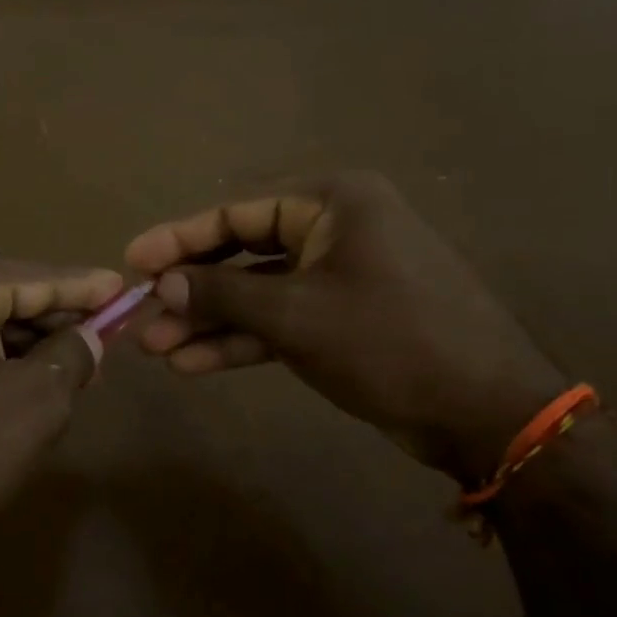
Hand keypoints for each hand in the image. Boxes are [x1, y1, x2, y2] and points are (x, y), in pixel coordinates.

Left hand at [0, 259, 122, 593]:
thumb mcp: (36, 402)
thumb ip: (72, 355)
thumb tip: (89, 335)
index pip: (31, 277)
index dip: (83, 286)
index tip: (123, 287)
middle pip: (2, 298)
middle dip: (55, 321)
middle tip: (104, 337)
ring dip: (26, 347)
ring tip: (73, 368)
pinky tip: (24, 386)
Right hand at [125, 172, 565, 481]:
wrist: (485, 412)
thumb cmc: (389, 341)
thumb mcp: (295, 314)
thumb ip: (222, 292)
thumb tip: (160, 281)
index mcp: (332, 203)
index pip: (237, 214)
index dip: (179, 238)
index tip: (132, 260)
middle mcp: (335, 230)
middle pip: (243, 254)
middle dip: (191, 290)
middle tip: (140, 314)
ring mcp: (339, 277)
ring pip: (258, 294)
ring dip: (209, 321)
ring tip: (156, 349)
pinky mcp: (343, 320)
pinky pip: (280, 322)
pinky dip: (241, 341)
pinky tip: (193, 362)